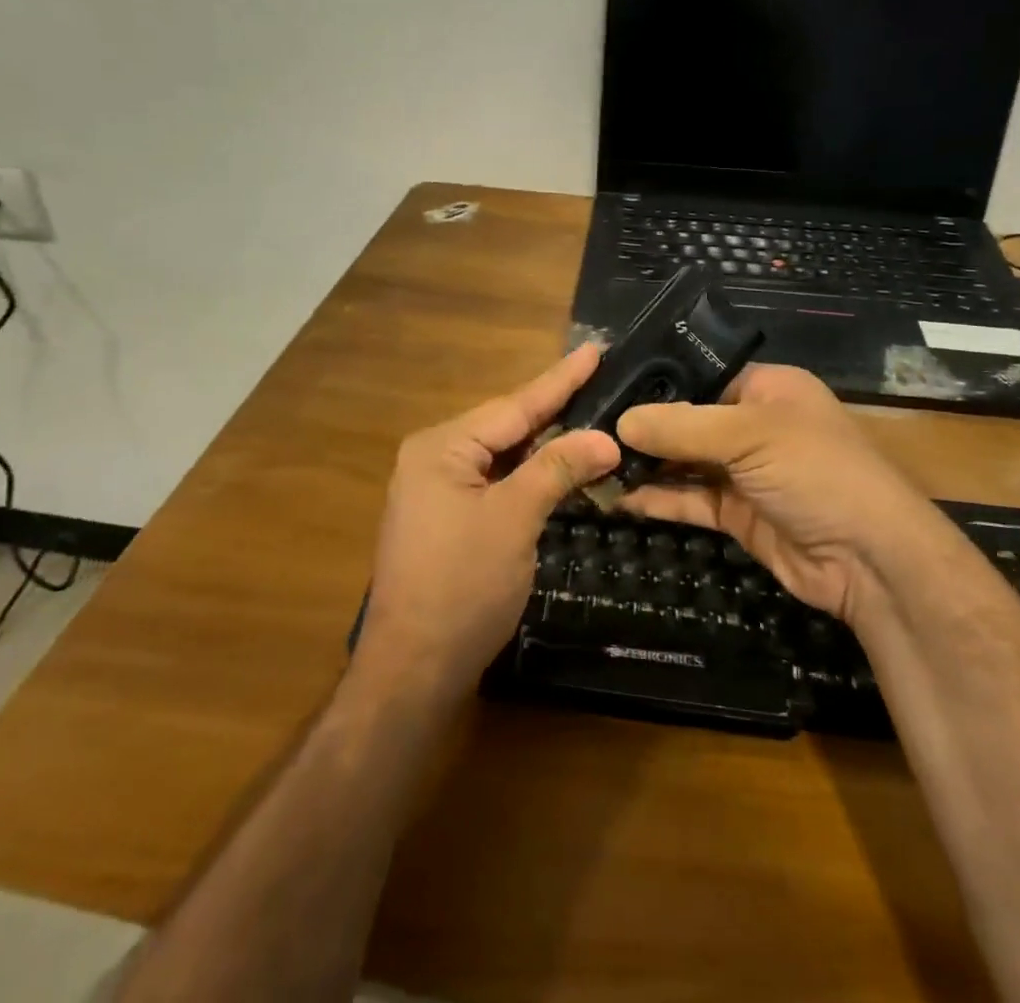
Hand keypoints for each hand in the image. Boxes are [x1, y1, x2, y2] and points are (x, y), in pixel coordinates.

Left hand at [358, 344, 618, 695]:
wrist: (413, 670)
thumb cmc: (462, 586)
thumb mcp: (515, 519)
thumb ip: (557, 469)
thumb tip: (605, 438)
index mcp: (442, 447)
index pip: (514, 406)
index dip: (559, 379)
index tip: (593, 349)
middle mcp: (434, 459)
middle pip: (506, 426)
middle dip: (554, 408)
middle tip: (600, 379)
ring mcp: (437, 492)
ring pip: (503, 456)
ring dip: (545, 443)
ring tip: (588, 412)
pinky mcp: (447, 520)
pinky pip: (495, 482)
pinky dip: (529, 475)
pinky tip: (558, 465)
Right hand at [615, 364, 935, 625]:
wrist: (871, 561)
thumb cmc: (816, 471)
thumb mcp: (748, 435)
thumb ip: (681, 427)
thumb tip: (618, 422)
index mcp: (766, 388)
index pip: (698, 375)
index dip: (653, 384)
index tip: (602, 391)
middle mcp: (753, 424)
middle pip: (686, 420)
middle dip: (641, 429)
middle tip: (586, 431)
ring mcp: (745, 471)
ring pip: (683, 462)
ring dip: (644, 465)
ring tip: (591, 465)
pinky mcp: (737, 513)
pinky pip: (689, 499)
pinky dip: (657, 498)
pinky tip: (618, 497)